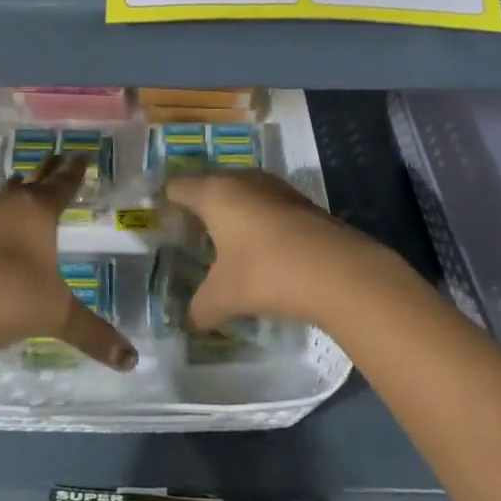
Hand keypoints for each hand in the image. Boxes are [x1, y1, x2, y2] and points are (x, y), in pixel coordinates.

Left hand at [0, 155, 136, 376]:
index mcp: (38, 212)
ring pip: (4, 195)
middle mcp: (8, 206)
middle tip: (59, 157)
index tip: (82, 155)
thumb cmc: (6, 296)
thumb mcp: (55, 316)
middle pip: (33, 180)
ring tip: (26, 185)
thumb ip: (93, 334)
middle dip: (48, 170)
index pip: (63, 184)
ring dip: (17, 189)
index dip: (75, 171)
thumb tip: (132, 359)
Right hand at [165, 169, 404, 333]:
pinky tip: (260, 250)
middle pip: (209, 185)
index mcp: (215, 193)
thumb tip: (190, 321)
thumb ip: (200, 307)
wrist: (340, 272)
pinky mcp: (301, 202)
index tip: (160, 223)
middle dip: (199, 208)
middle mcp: (243, 180)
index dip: (166, 203)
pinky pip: (266, 205)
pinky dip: (258, 221)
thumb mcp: (224, 297)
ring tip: (224, 244)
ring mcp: (276, 188)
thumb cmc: (267, 273)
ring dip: (232, 214)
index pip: (178, 187)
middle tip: (189, 236)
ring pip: (241, 193)